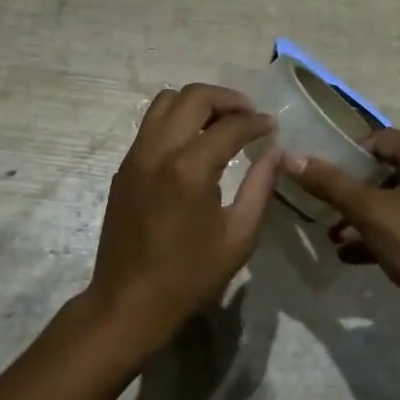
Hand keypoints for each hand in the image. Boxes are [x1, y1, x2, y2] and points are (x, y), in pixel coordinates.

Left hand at [85, 84, 284, 364]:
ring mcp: (135, 156)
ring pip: (164, 101)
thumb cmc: (189, 277)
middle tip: (248, 114)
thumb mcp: (238, 237)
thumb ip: (260, 188)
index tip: (272, 127)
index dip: (255, 122)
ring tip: (220, 121)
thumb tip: (276, 153)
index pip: (229, 126)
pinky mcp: (124, 167)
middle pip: (192, 97)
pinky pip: (150, 124)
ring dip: (196, 102)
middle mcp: (158, 151)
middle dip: (226, 98)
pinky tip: (194, 141)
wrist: (128, 303)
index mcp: (189, 169)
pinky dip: (175, 119)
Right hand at [286, 129, 399, 337]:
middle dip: (353, 191)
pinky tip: (351, 257)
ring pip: (397, 203)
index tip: (325, 174)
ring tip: (333, 237)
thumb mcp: (368, 212)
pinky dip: (382, 235)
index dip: (350, 153)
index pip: (382, 139)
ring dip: (363, 217)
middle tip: (325, 207)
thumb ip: (329, 183)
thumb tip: (291, 156)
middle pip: (388, 171)